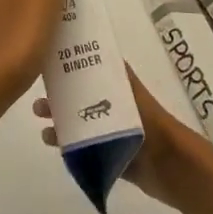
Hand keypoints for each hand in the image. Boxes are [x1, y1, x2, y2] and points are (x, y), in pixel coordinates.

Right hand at [35, 70, 196, 209]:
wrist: (173, 167)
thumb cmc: (151, 125)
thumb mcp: (132, 94)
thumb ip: (118, 76)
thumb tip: (98, 46)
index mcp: (119, 92)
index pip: (91, 76)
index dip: (70, 71)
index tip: (46, 68)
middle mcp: (114, 111)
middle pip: (81, 103)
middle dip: (59, 102)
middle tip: (39, 105)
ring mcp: (113, 137)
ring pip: (81, 128)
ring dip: (62, 127)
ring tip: (44, 131)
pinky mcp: (113, 159)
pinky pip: (87, 152)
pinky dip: (71, 149)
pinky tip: (56, 148)